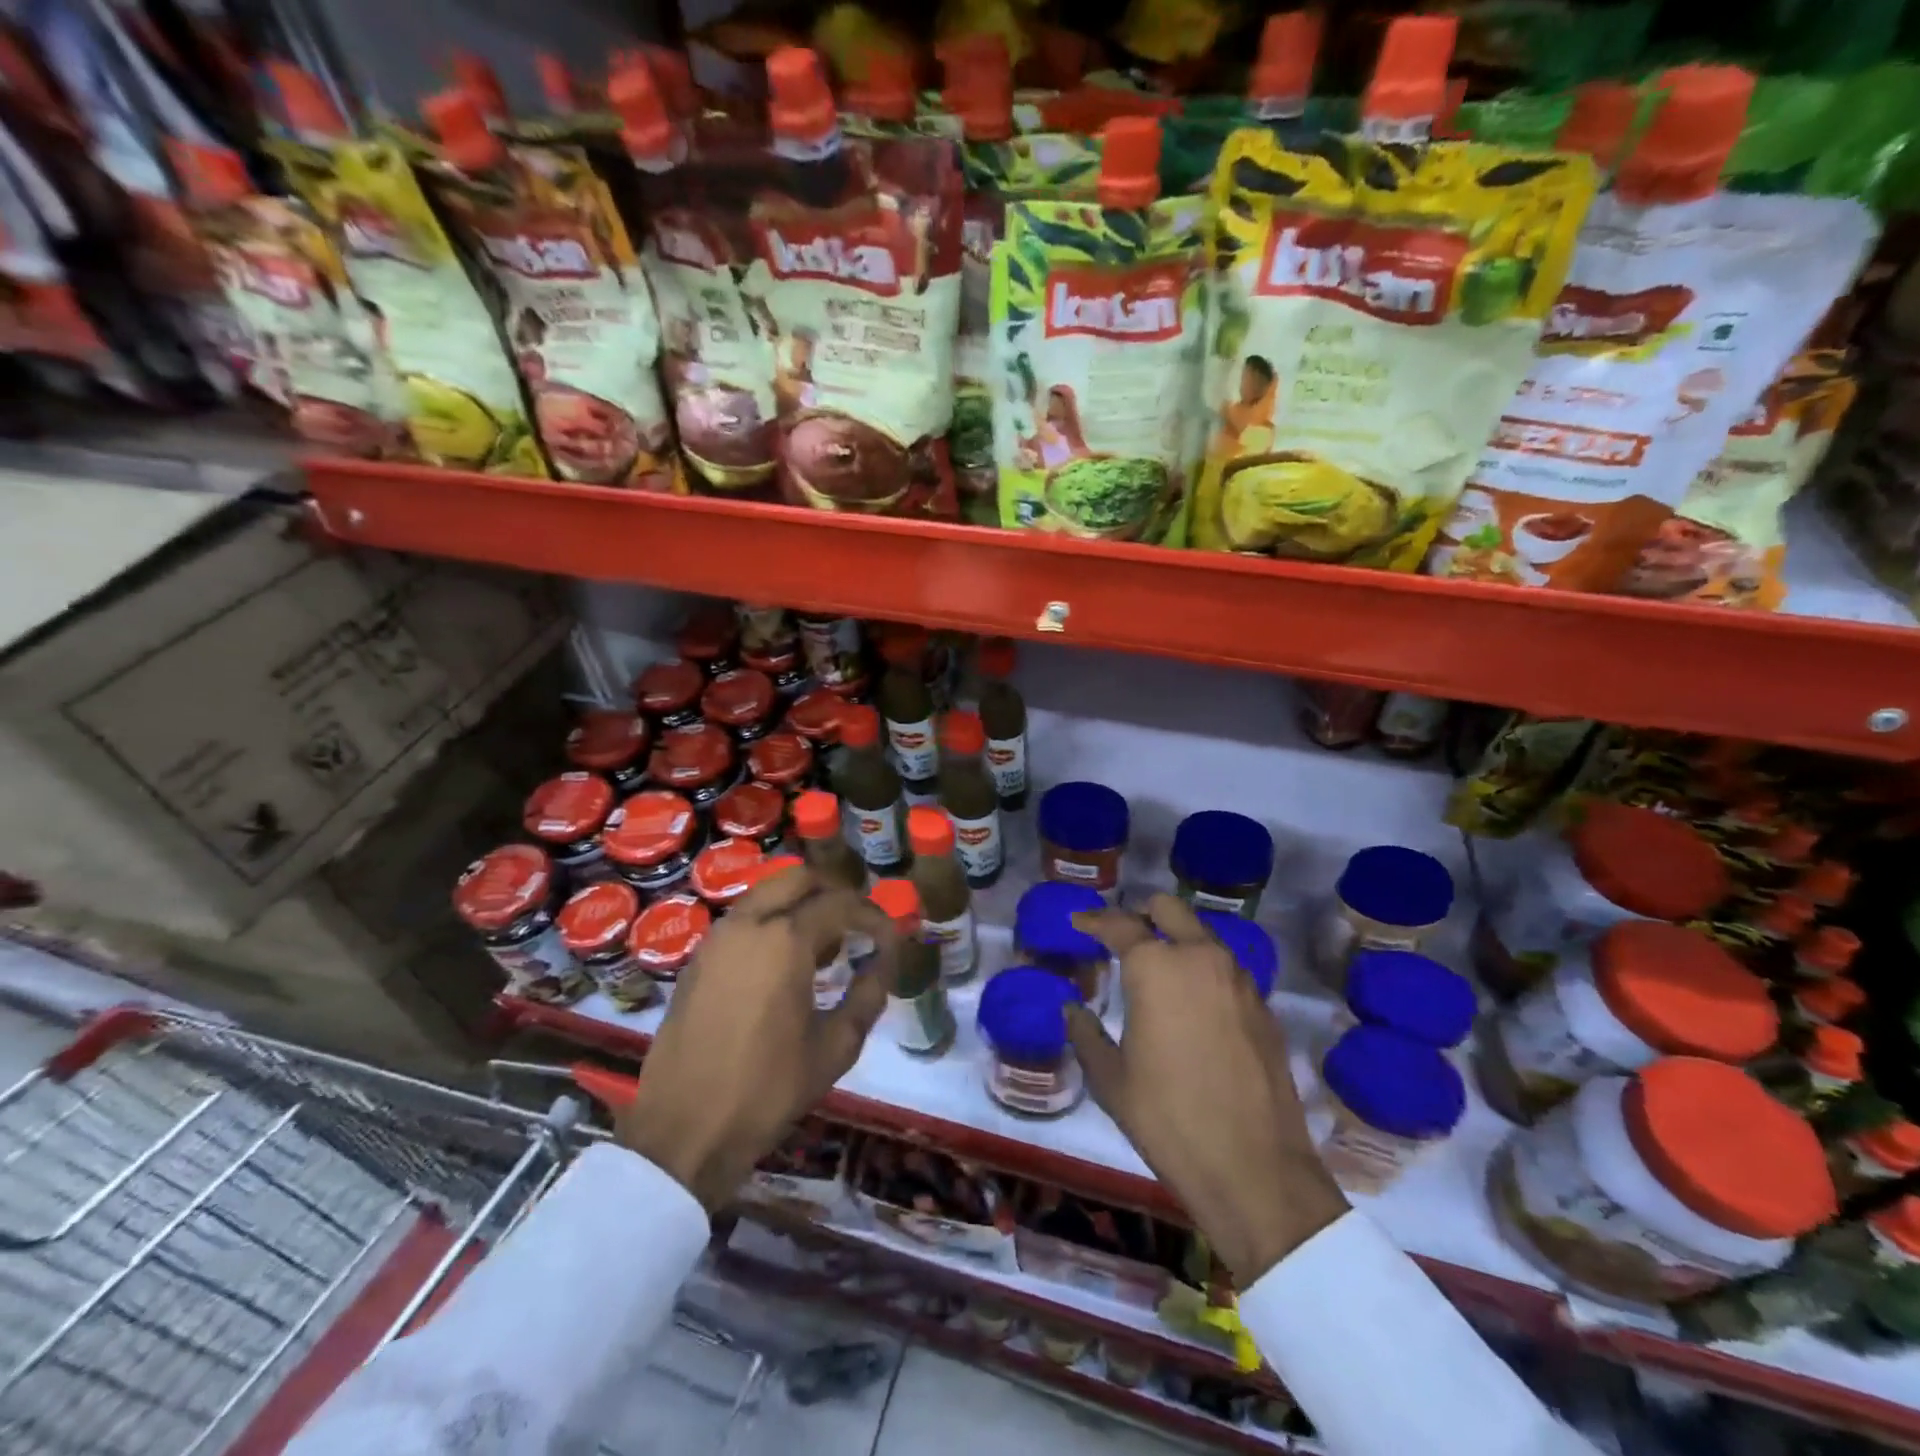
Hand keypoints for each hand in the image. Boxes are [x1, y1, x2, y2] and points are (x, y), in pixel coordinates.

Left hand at [617, 865, 898, 1210]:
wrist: (684, 1131)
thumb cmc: (767, 1090)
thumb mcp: (835, 1048)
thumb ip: (868, 995)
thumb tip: (885, 962)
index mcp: (785, 939)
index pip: (841, 904)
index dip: (873, 917)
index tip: (890, 938)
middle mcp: (748, 924)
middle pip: (798, 878)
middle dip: (833, 892)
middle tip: (855, 925)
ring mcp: (716, 939)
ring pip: (765, 894)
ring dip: (798, 905)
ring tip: (822, 946)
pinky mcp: (696, 961)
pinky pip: (742, 920)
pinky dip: (769, 923)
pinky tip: (782, 965)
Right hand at [1069, 895, 1347, 1284]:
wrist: (1256, 1170)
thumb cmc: (1169, 1119)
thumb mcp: (1111, 1080)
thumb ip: (1086, 1034)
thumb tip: (1072, 1009)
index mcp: (1156, 967)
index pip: (1119, 925)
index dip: (1094, 921)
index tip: (1079, 923)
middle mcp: (1200, 958)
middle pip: (1169, 909)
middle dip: (1141, 914)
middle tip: (1121, 937)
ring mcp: (1239, 980)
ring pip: (1202, 935)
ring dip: (1176, 940)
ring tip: (1155, 970)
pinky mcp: (1263, 1006)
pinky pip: (1225, 968)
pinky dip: (1202, 970)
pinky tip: (1191, 1004)